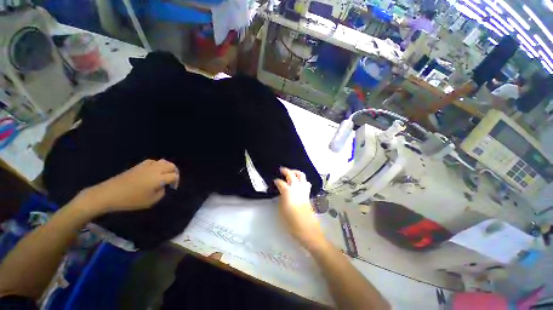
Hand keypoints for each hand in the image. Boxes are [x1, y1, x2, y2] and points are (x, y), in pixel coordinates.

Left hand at [76, 159, 179, 213]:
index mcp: (159, 178)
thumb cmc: (131, 200)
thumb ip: (161, 192)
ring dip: (167, 167)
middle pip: (171, 166)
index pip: (174, 176)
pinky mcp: (139, 165)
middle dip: (174, 172)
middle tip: (172, 180)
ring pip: (163, 162)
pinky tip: (155, 170)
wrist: (109, 194)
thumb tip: (162, 186)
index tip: (172, 188)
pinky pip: (154, 161)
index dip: (176, 182)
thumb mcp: (151, 201)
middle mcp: (155, 169)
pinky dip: (158, 165)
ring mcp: (147, 166)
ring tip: (165, 174)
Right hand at [274, 167, 326, 250]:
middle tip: (281, 169)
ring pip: (301, 176)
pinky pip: (306, 183)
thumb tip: (282, 193)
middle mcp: (297, 188)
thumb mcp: (282, 211)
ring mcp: (304, 190)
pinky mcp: (308, 195)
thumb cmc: (292, 222)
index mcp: (288, 192)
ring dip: (296, 172)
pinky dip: (302, 179)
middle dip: (286, 171)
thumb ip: (281, 199)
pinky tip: (299, 182)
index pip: (281, 183)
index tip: (274, 181)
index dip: (277, 181)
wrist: (308, 230)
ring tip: (291, 172)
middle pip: (292, 175)